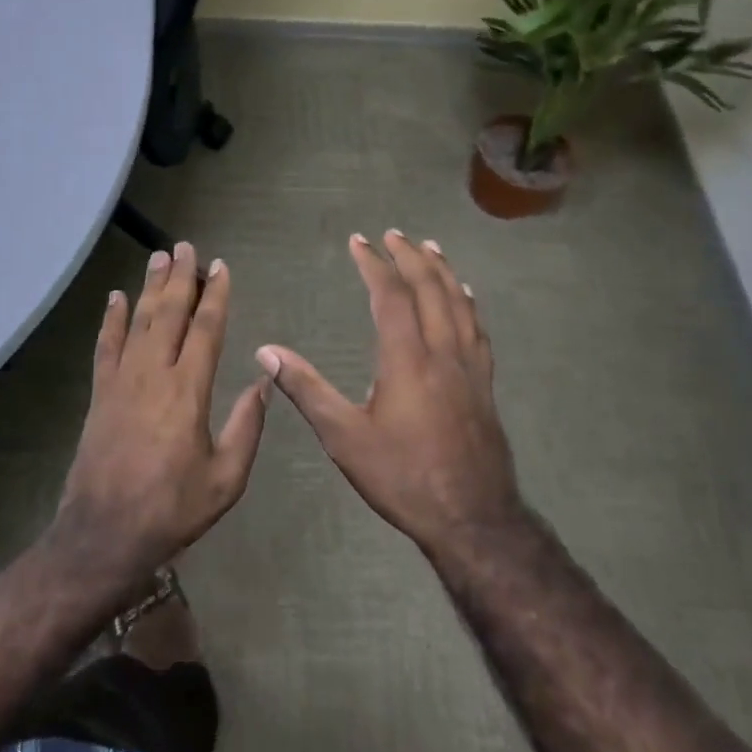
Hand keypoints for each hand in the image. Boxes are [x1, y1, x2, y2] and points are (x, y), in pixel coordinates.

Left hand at [51, 243, 269, 591]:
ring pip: (137, 321)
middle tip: (186, 246)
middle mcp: (153, 374)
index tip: (220, 267)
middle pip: (168, 313)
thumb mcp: (226, 478)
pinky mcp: (100, 394)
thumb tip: (263, 381)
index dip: (215, 295)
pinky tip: (115, 297)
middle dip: (180, 277)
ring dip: (149, 287)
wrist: (105, 534)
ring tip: (158, 257)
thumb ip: (247, 426)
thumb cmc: (173, 508)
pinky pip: (105, 346)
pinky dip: (111, 319)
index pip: (205, 329)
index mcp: (188, 391)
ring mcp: (121, 381)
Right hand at [258, 231, 523, 554]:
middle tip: (392, 234)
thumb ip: (306, 390)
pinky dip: (468, 302)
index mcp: (407, 358)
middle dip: (409, 256)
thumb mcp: (344, 437)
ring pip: (459, 302)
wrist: (472, 517)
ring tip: (430, 247)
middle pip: (429, 289)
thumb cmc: (402, 476)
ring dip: (442, 270)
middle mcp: (442, 351)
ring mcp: (470, 366)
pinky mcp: (485, 383)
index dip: (373, 264)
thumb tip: (266, 351)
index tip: (359, 241)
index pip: (390, 295)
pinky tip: (466, 296)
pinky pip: (478, 328)